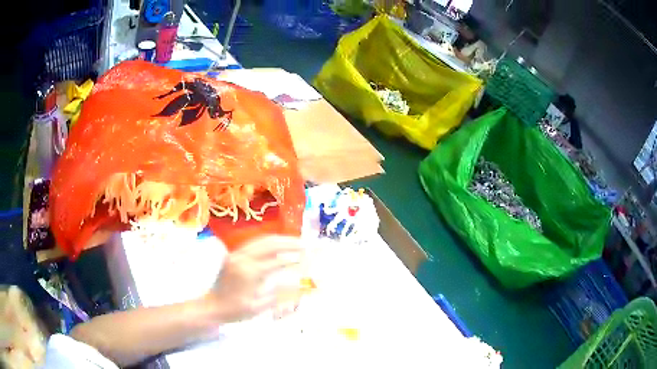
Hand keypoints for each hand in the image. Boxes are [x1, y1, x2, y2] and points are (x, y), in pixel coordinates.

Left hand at [206, 236, 303, 322]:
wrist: (212, 306)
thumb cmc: (235, 310)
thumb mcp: (259, 307)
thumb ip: (279, 295)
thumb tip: (300, 285)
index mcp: (249, 272)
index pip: (277, 261)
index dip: (294, 258)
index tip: (309, 257)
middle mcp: (242, 258)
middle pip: (270, 244)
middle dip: (290, 243)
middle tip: (306, 244)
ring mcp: (236, 254)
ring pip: (262, 240)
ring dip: (280, 240)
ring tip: (296, 242)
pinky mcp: (233, 254)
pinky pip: (254, 243)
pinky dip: (269, 243)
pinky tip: (278, 246)